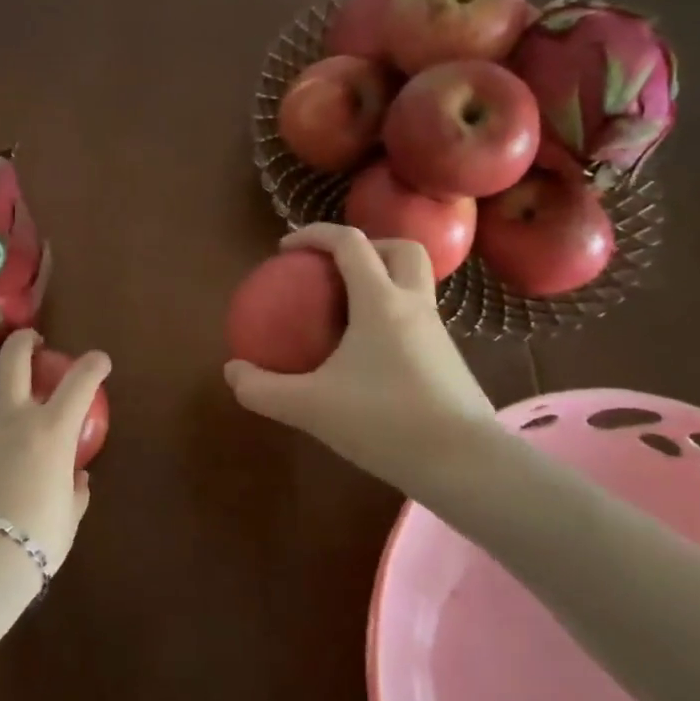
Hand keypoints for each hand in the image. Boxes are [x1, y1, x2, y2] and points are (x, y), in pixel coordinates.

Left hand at [0, 329, 107, 571]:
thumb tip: (77, 479)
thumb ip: (74, 493)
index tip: (99, 360)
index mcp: (50, 430)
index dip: (93, 365)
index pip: (80, 382)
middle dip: (23, 341)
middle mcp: (9, 419)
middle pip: (13, 359)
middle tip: (30, 341)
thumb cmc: (34, 540)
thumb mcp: (67, 519)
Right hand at [224, 223, 501, 495]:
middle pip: (400, 249)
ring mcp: (437, 333)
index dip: (315, 234)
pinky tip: (368, 356)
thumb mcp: (311, 408)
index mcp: (381, 301)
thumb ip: (264, 390)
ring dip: (383, 281)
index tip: (286, 249)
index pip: (350, 243)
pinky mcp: (449, 360)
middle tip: (332, 269)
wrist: (467, 466)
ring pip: (414, 284)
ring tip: (346, 312)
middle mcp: (414, 305)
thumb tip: (232, 371)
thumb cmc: (386, 423)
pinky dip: (391, 317)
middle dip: (366, 246)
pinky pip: (417, 318)